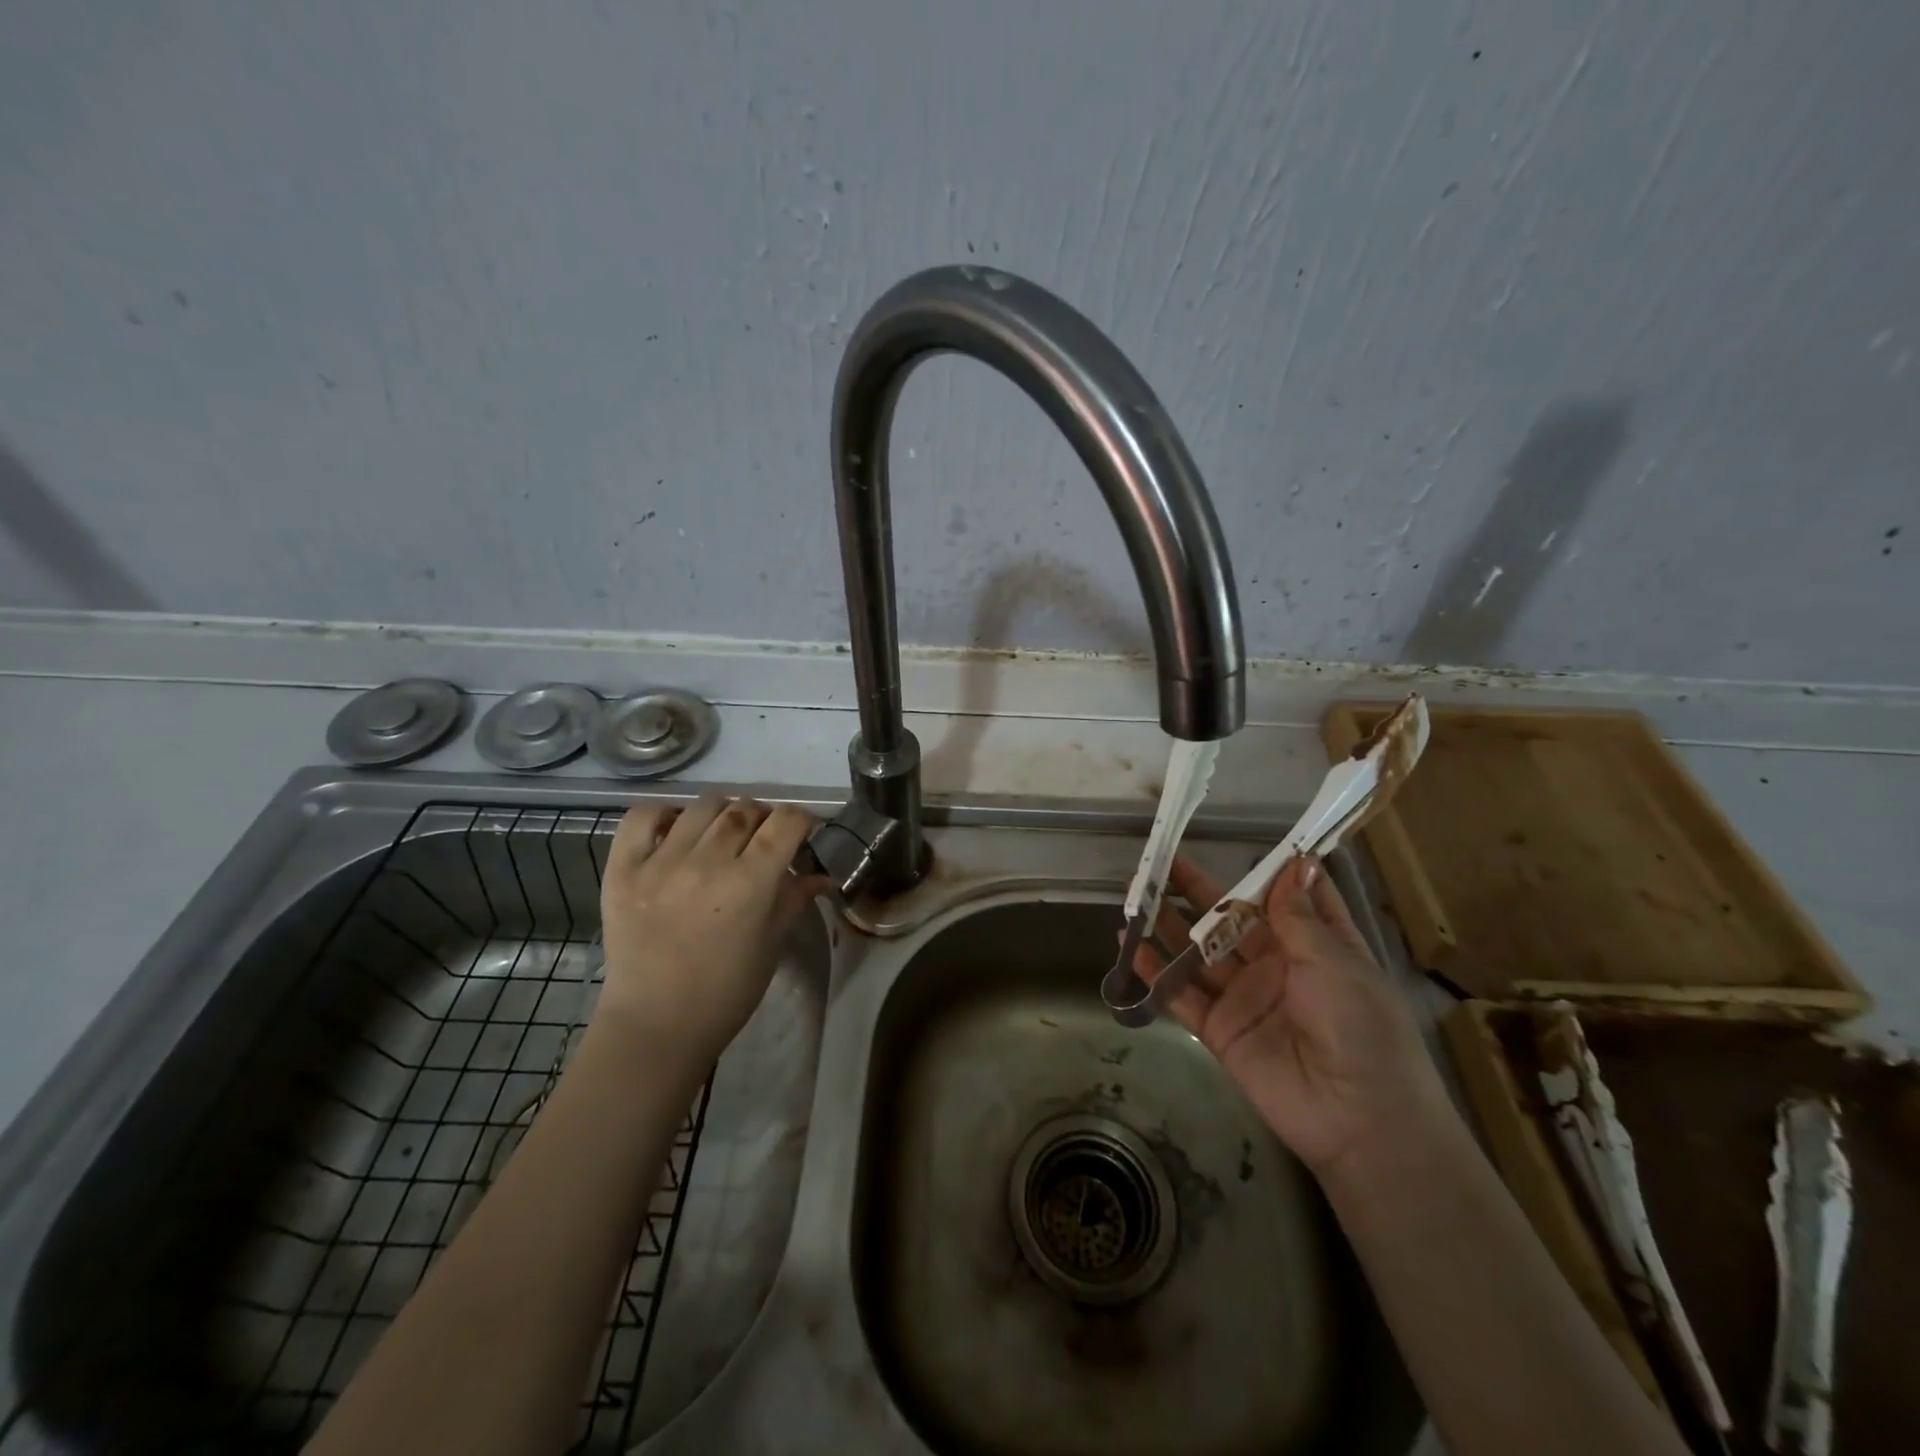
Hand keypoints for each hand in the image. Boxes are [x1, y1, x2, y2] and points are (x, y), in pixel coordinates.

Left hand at [597, 797, 829, 1068]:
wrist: (656, 1025)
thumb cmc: (726, 991)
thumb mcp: (771, 944)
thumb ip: (794, 899)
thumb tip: (821, 874)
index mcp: (749, 884)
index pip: (786, 823)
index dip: (801, 819)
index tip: (802, 830)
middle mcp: (705, 863)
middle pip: (746, 810)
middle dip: (764, 819)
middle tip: (762, 840)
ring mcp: (659, 863)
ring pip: (703, 806)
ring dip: (723, 814)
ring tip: (721, 835)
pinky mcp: (622, 870)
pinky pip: (643, 817)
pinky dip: (664, 813)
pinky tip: (677, 830)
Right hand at [1130, 855, 1453, 1178]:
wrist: (1358, 1118)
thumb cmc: (1360, 1026)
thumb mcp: (1334, 962)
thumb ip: (1297, 916)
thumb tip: (1295, 862)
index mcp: (1315, 945)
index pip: (1289, 899)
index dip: (1268, 871)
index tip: (1243, 842)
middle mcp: (1276, 965)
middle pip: (1230, 919)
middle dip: (1198, 891)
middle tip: (1162, 863)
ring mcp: (1245, 997)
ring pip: (1199, 952)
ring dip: (1168, 926)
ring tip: (1134, 896)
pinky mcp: (1220, 1029)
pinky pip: (1182, 994)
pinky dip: (1155, 972)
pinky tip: (1129, 947)